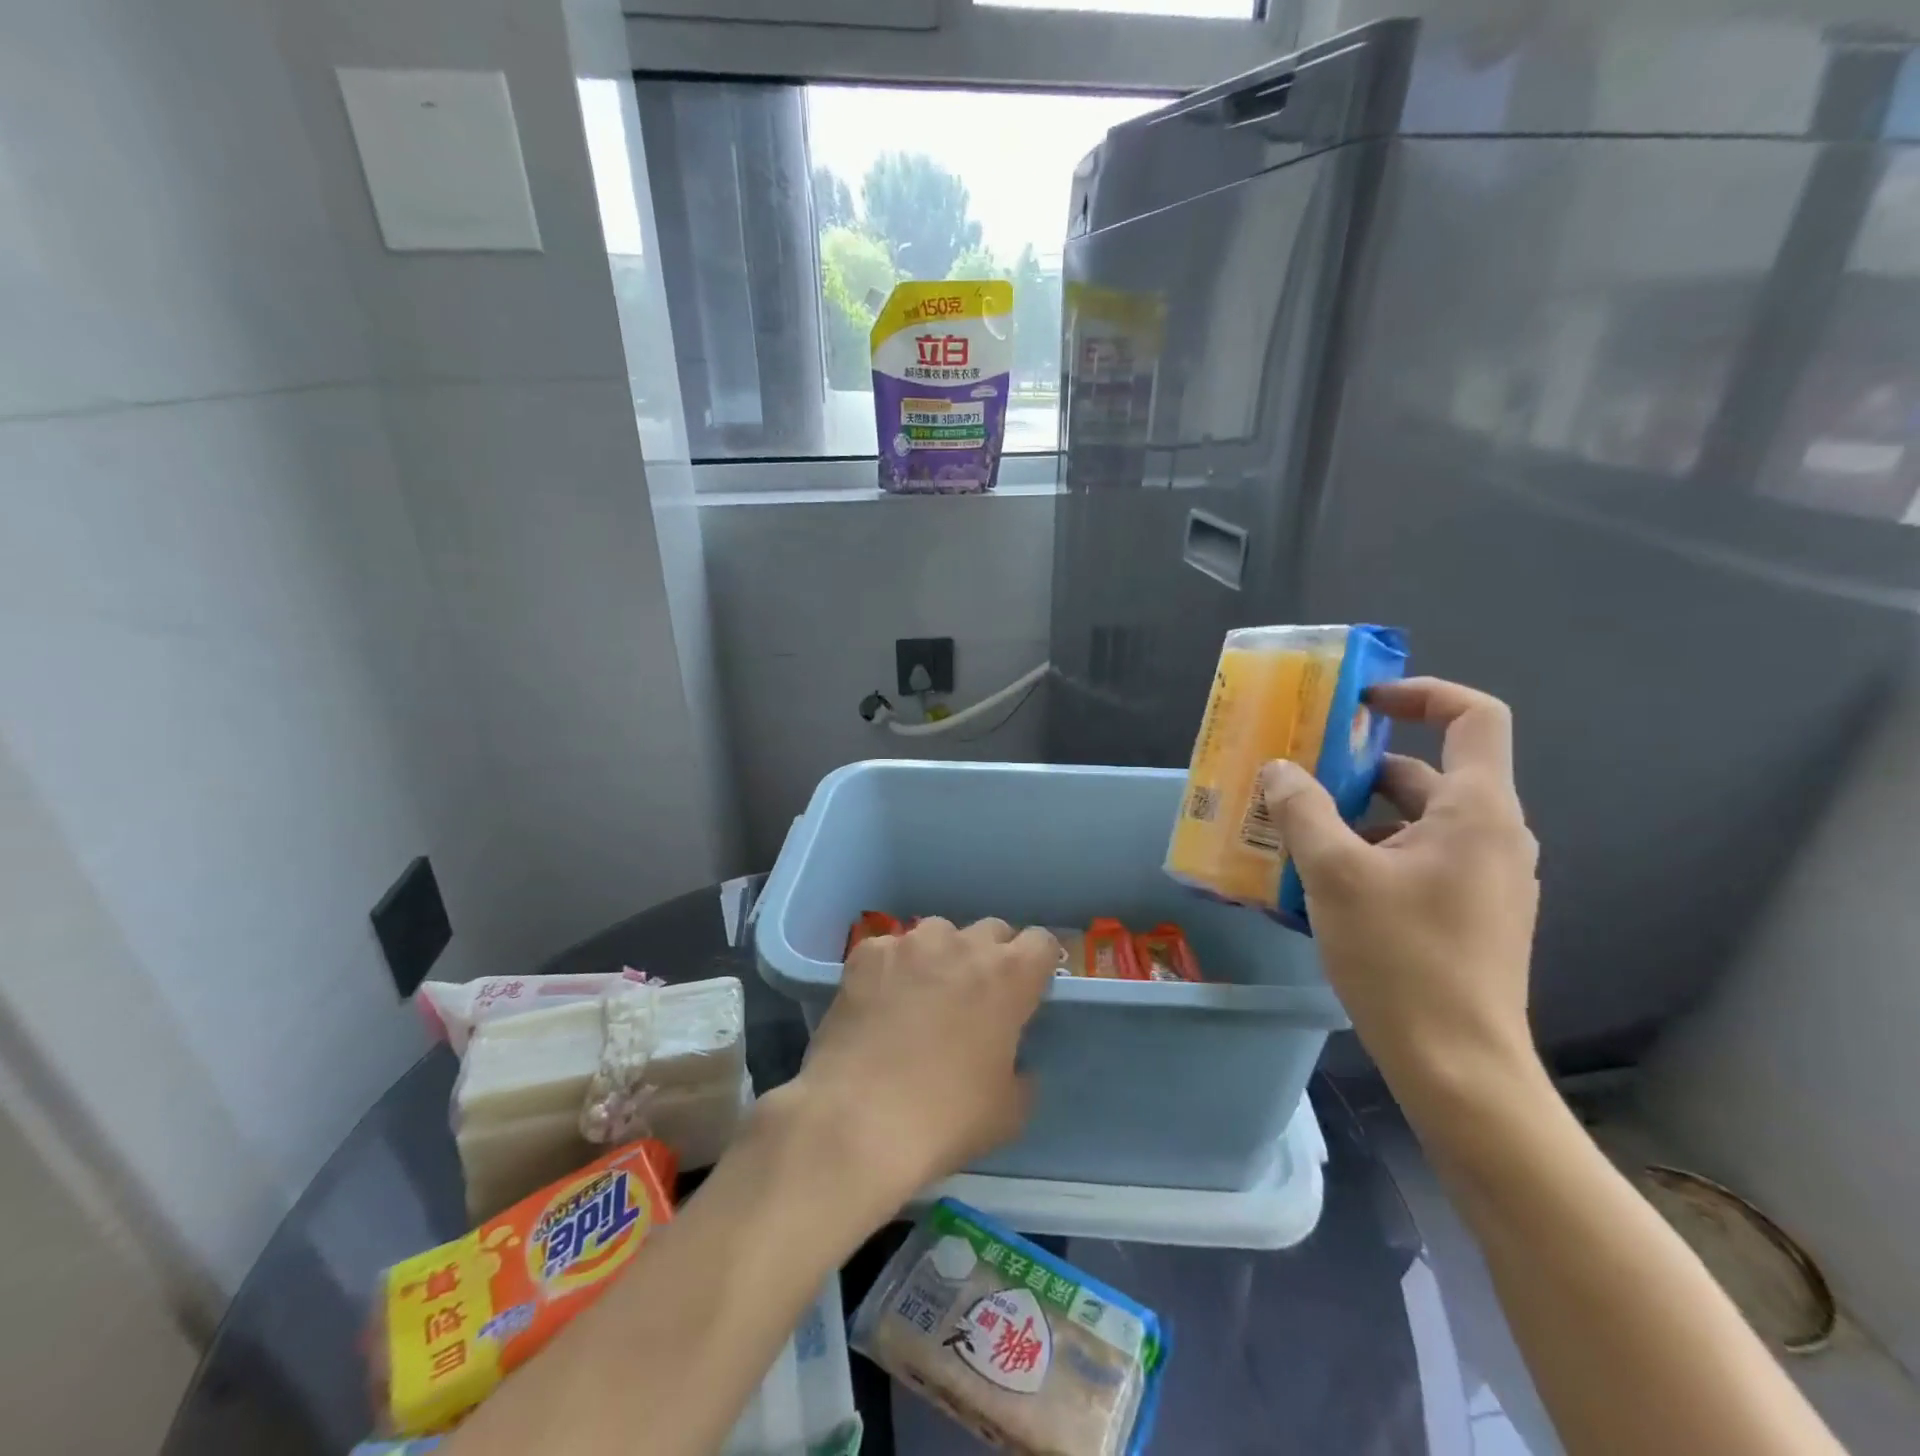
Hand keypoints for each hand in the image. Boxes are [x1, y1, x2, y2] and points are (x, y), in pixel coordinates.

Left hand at [781, 917, 1057, 1204]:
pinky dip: (891, 969)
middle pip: (990, 930)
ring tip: (921, 997)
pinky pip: (890, 949)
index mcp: (1009, 977)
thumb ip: (1021, 1074)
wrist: (858, 1121)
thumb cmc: (946, 1119)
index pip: (1041, 942)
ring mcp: (910, 944)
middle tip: (974, 998)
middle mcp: (962, 946)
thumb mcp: (1008, 1112)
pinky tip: (878, 1004)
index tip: (1025, 991)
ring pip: (938, 933)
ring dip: (940, 957)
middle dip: (989, 957)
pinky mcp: (866, 953)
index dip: (1036, 965)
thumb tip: (1013, 1065)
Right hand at [1260, 677, 1541, 1100]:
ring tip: (1292, 834)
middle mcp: (1491, 835)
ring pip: (1412, 822)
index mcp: (1476, 811)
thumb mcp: (1334, 874)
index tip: (1360, 704)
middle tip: (1294, 779)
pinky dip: (1369, 854)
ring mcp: (1484, 879)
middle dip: (1356, 770)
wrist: (1458, 1066)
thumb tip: (1280, 769)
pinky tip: (1319, 883)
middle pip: (1424, 774)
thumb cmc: (1400, 957)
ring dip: (1354, 818)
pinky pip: (1415, 860)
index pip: (1474, 717)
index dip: (1421, 694)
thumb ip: (1303, 810)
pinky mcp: (1469, 914)